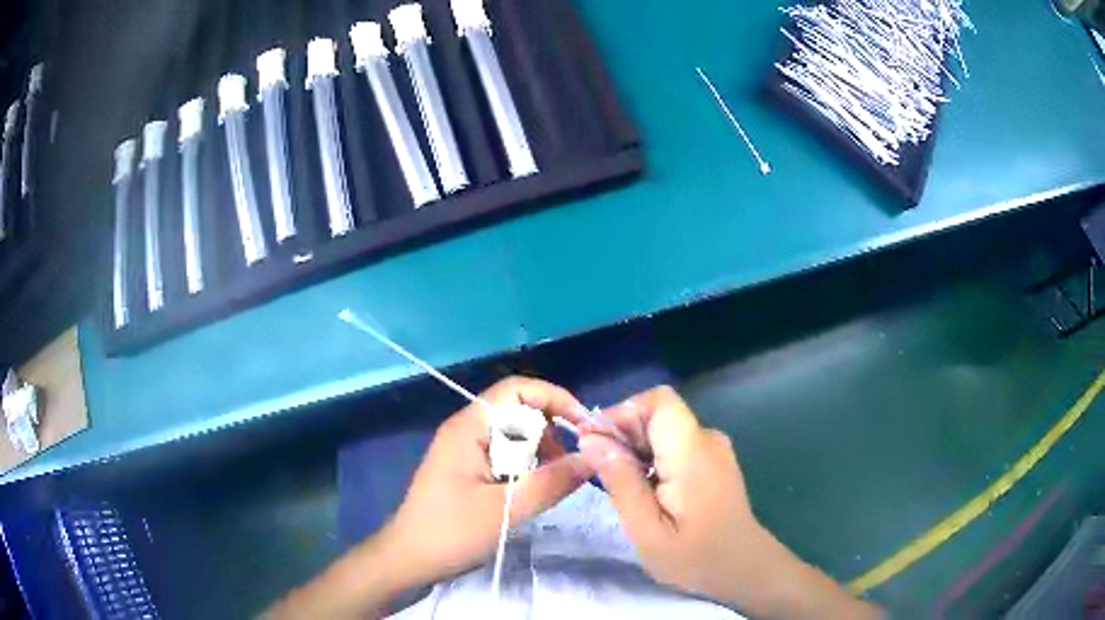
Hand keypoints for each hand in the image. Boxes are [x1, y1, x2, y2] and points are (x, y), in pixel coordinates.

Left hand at [381, 376, 592, 587]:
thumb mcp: (507, 511)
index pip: (517, 390)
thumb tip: (593, 458)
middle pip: (518, 410)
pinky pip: (505, 454)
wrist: (409, 559)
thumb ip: (551, 482)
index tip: (584, 426)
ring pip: (514, 434)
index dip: (554, 398)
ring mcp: (465, 449)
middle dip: (551, 429)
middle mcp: (467, 430)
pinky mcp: (467, 468)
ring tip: (555, 480)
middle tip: (572, 462)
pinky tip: (534, 490)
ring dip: (540, 451)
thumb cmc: (451, 533)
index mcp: (470, 428)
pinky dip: (526, 466)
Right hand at [578, 386, 878, 618]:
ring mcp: (714, 448)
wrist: (743, 568)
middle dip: (623, 433)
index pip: (658, 400)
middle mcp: (707, 439)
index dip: (622, 412)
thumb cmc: (694, 557)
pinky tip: (644, 489)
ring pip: (664, 428)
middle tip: (600, 472)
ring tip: (620, 485)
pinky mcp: (713, 460)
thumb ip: (620, 480)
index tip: (595, 444)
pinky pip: (675, 443)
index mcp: (692, 452)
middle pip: (658, 413)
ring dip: (635, 447)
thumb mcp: (646, 529)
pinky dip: (652, 457)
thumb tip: (590, 438)